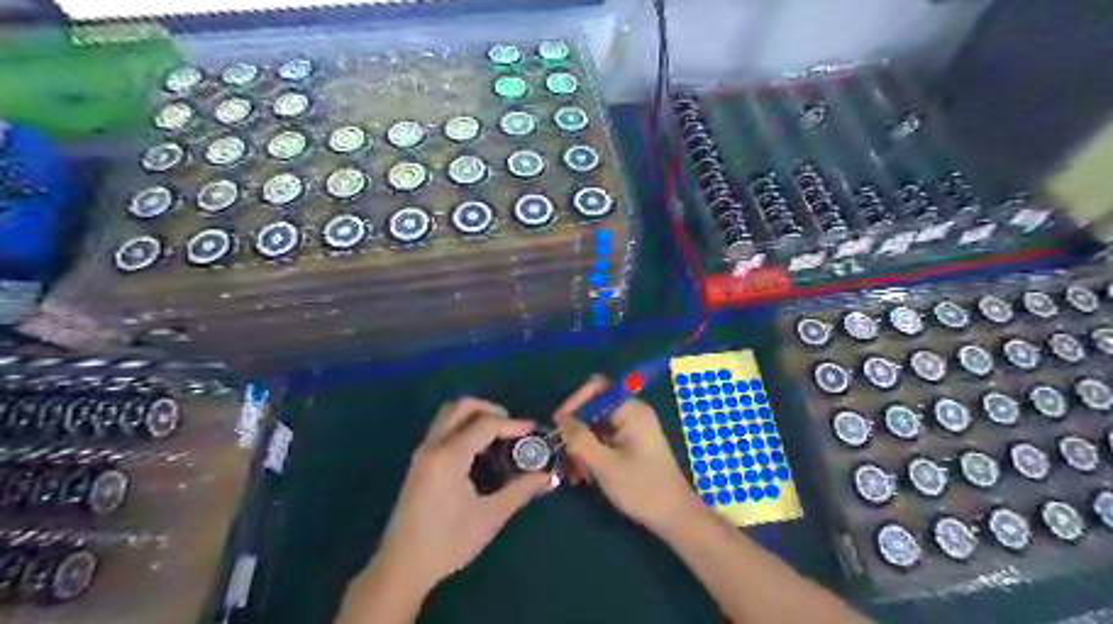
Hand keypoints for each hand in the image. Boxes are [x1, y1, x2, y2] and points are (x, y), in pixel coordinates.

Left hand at [376, 398, 554, 592]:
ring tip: (497, 435)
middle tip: (512, 426)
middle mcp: (433, 445)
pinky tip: (478, 451)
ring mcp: (423, 452)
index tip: (533, 430)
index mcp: (449, 456)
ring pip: (449, 414)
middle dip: (490, 409)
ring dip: (474, 415)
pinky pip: (443, 428)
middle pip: (462, 407)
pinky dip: (463, 426)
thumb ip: (520, 491)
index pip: (485, 424)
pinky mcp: (419, 462)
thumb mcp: (489, 517)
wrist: (402, 567)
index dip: (512, 424)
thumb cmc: (447, 542)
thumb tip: (548, 477)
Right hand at [552, 375, 698, 536]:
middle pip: (594, 408)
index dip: (575, 402)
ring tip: (572, 473)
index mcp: (631, 410)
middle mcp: (632, 413)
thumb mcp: (604, 464)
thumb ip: (580, 439)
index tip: (558, 425)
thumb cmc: (642, 489)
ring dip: (581, 446)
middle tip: (563, 455)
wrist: (674, 517)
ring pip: (596, 427)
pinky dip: (591, 454)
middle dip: (576, 431)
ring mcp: (632, 429)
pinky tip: (583, 477)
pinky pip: (603, 440)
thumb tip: (560, 418)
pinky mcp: (630, 445)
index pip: (597, 388)